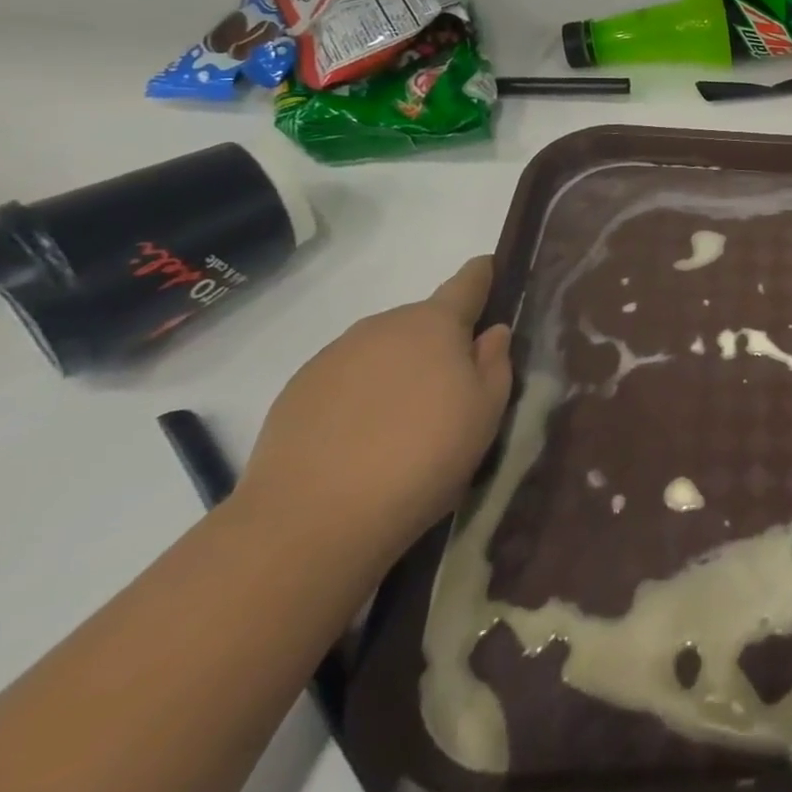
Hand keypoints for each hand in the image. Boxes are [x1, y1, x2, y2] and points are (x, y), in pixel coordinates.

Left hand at [239, 257, 513, 563]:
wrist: (310, 521)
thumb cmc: (421, 457)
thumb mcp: (485, 413)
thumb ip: (495, 363)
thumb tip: (491, 333)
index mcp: (434, 323)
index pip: (467, 282)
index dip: (483, 275)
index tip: (490, 270)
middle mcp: (382, 326)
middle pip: (422, 322)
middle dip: (439, 342)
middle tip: (450, 389)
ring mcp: (333, 356)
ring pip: (381, 351)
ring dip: (397, 370)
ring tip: (402, 423)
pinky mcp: (296, 392)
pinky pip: (344, 380)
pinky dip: (359, 397)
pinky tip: (361, 441)